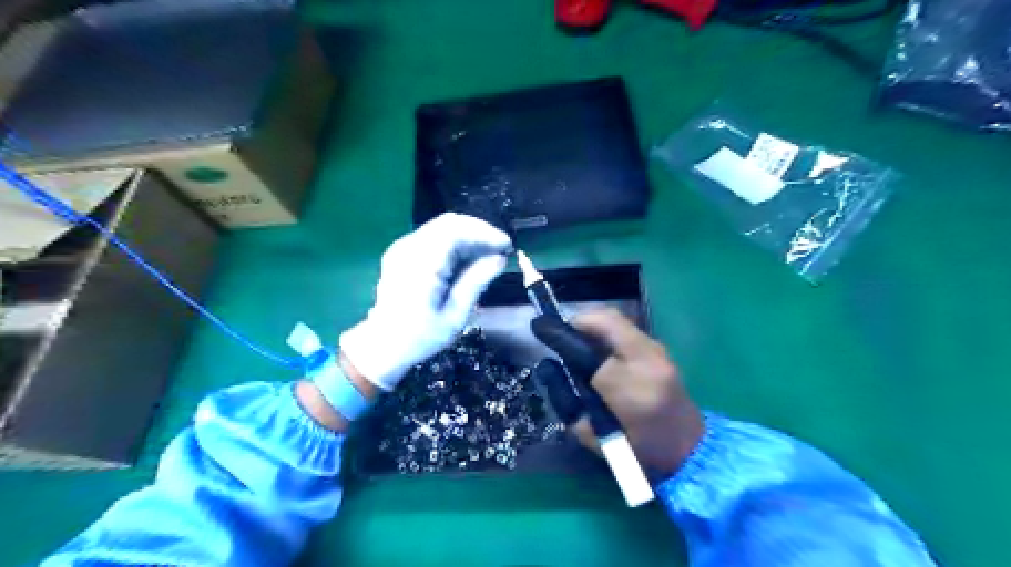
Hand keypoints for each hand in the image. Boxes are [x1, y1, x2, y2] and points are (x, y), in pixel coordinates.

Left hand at [342, 214, 513, 392]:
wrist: (383, 344)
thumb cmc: (421, 336)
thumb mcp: (455, 316)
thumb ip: (476, 282)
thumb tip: (499, 259)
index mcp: (421, 265)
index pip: (456, 231)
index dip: (484, 233)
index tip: (506, 245)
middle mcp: (409, 249)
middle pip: (449, 223)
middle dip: (479, 231)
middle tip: (500, 249)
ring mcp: (403, 248)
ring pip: (442, 227)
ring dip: (468, 236)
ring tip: (488, 254)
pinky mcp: (403, 252)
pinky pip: (433, 236)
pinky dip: (455, 242)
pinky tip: (468, 258)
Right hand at [545, 308, 704, 474]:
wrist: (688, 449)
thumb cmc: (637, 451)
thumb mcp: (592, 436)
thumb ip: (566, 400)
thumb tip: (549, 367)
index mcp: (630, 390)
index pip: (588, 352)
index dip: (561, 336)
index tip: (541, 328)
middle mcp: (648, 361)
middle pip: (606, 322)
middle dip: (578, 322)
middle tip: (561, 335)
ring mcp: (659, 352)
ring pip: (617, 321)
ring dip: (592, 325)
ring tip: (577, 340)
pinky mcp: (662, 351)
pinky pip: (627, 329)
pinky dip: (606, 331)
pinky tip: (599, 348)